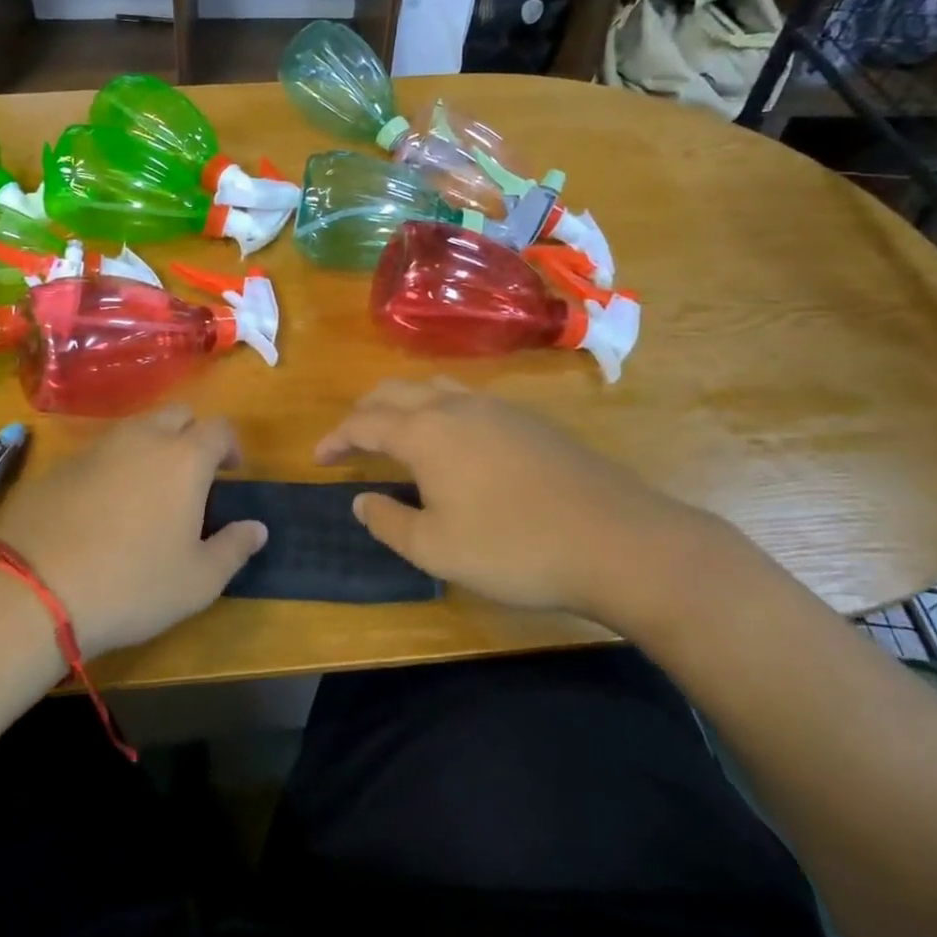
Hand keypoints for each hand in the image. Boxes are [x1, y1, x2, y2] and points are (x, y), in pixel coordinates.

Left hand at [0, 404, 266, 657]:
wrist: (35, 588)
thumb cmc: (133, 584)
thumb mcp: (198, 581)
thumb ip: (234, 548)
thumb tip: (257, 528)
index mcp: (184, 458)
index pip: (219, 428)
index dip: (230, 445)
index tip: (231, 471)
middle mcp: (142, 438)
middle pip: (177, 414)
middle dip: (191, 434)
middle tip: (192, 474)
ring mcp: (97, 446)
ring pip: (135, 428)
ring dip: (151, 446)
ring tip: (148, 489)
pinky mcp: (61, 463)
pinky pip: (99, 451)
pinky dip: (112, 465)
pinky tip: (103, 505)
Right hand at [314, 377, 736, 627]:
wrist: (617, 541)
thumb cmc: (515, 548)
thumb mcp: (437, 549)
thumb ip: (390, 522)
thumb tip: (361, 500)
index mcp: (426, 432)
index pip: (365, 422)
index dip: (336, 437)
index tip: (319, 456)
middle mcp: (457, 406)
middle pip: (396, 391)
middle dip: (366, 410)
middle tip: (352, 439)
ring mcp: (498, 408)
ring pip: (435, 386)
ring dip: (405, 403)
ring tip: (397, 431)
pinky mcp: (530, 420)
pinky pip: (468, 398)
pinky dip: (441, 408)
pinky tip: (454, 440)